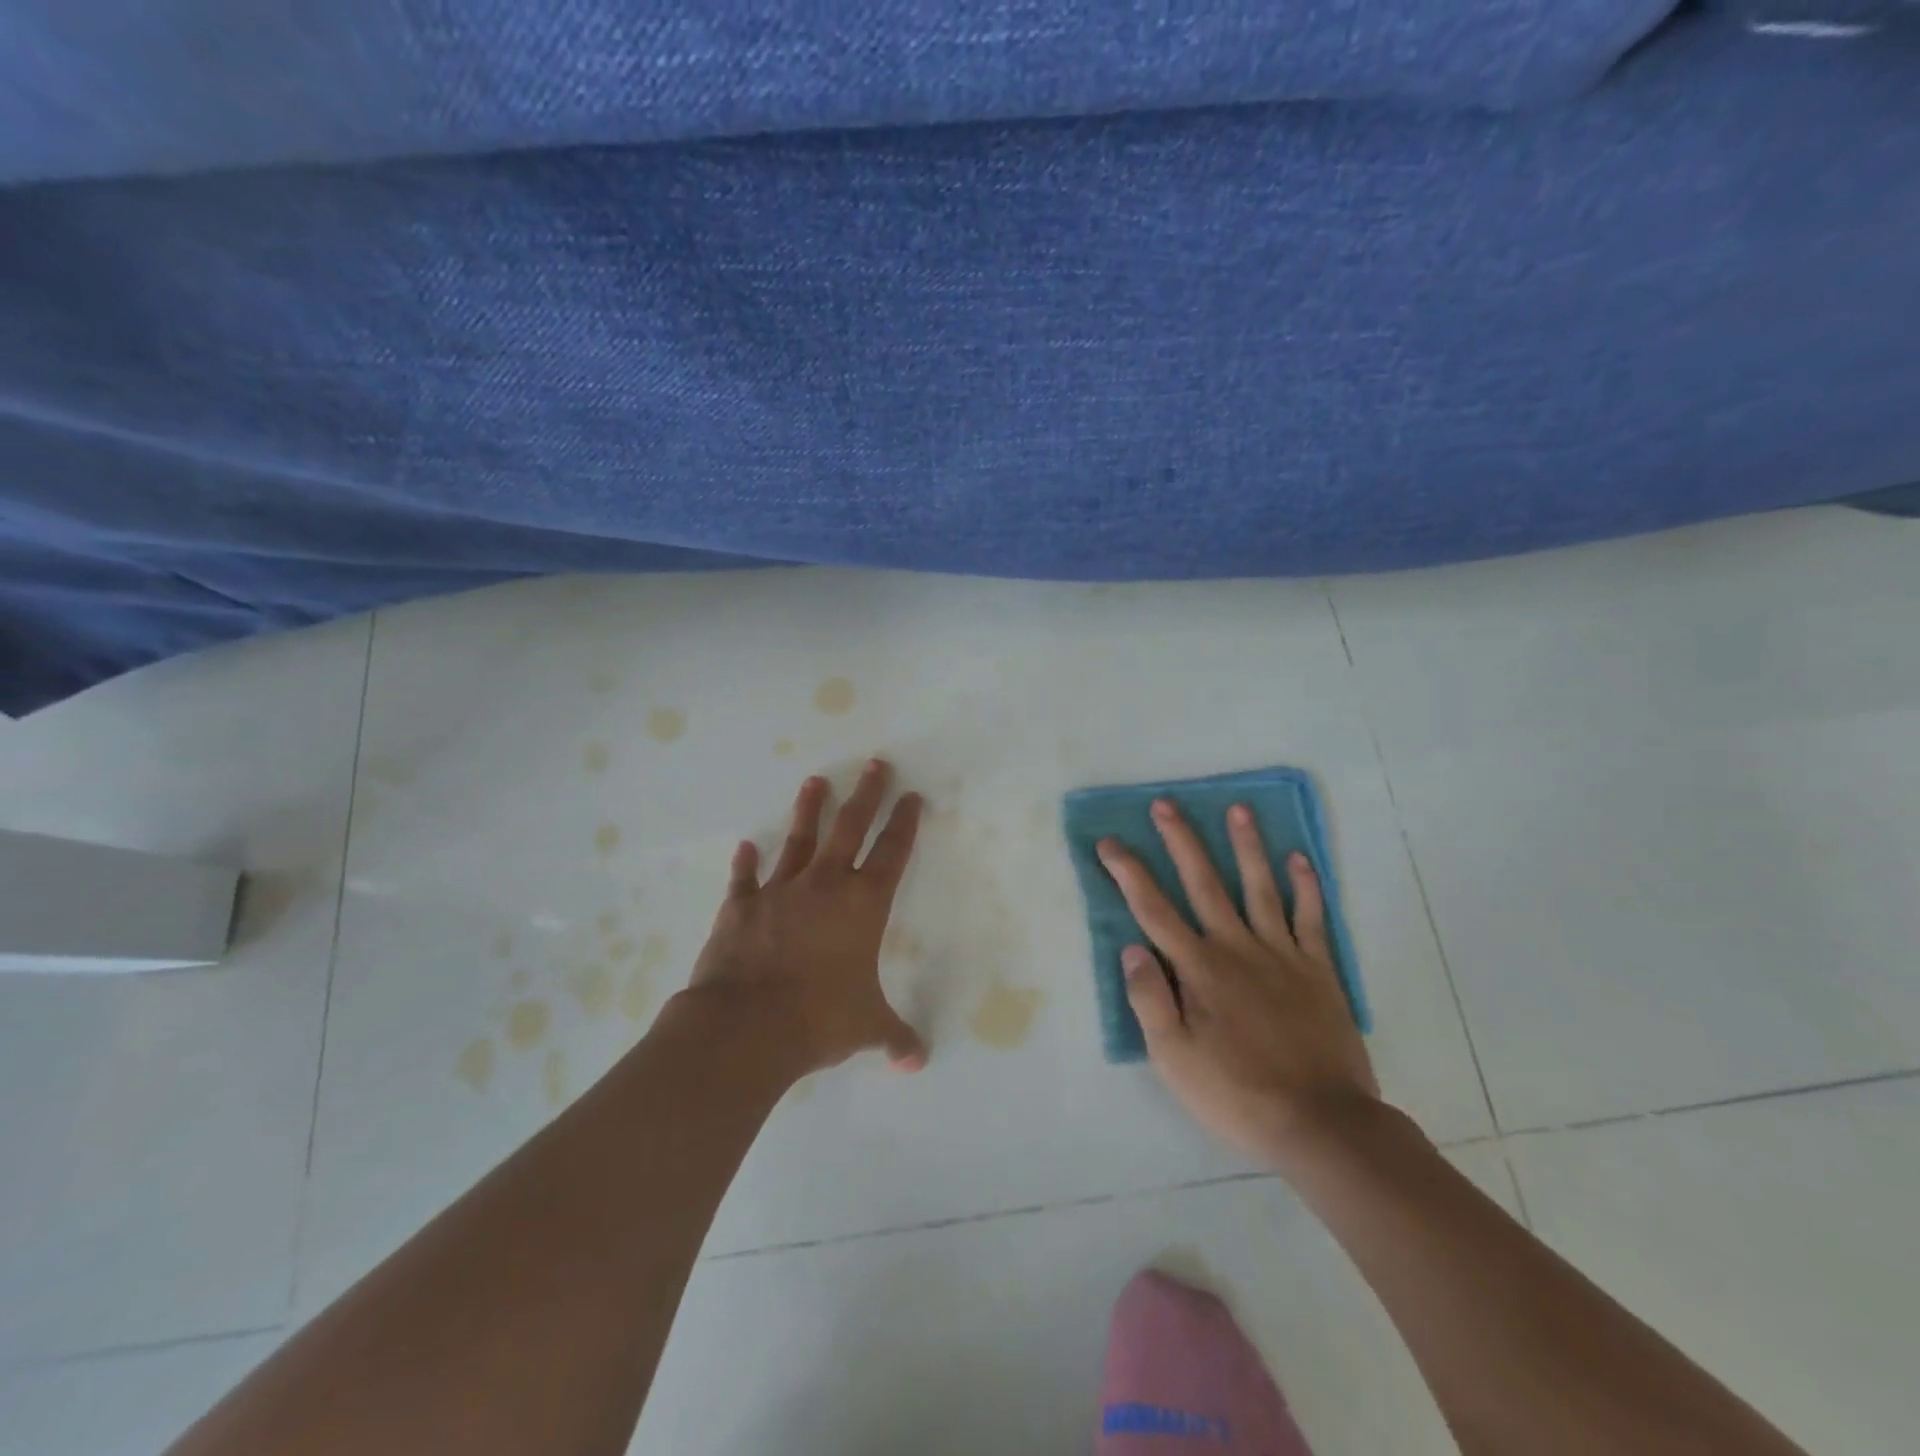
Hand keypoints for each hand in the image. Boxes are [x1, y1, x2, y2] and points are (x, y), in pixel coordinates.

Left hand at [685, 758, 927, 1075]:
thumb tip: (917, 1063)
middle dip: (866, 794)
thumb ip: (894, 1037)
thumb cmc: (818, 1019)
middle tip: (875, 763)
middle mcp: (825, 886)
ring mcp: (780, 892)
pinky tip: (744, 846)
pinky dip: (745, 863)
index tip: (912, 796)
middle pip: (850, 828)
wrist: (745, 1026)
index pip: (892, 853)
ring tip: (815, 781)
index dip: (904, 823)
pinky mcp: (741, 908)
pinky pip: (745, 879)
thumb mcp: (866, 1029)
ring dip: (808, 811)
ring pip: (799, 841)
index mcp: (863, 906)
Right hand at [1098, 798, 1377, 1168]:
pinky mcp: (1319, 970)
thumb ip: (1149, 999)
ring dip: (1247, 846)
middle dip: (1181, 841)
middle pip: (1204, 883)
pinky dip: (1306, 887)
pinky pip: (1311, 919)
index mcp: (1198, 969)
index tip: (1110, 843)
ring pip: (1260, 888)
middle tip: (1166, 804)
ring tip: (1239, 809)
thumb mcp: (1174, 1059)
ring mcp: (1282, 955)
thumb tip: (1131, 948)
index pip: (1154, 910)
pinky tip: (1300, 859)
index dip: (1128, 873)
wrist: (1322, 1123)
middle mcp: (1236, 948)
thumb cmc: (1237, 1093)